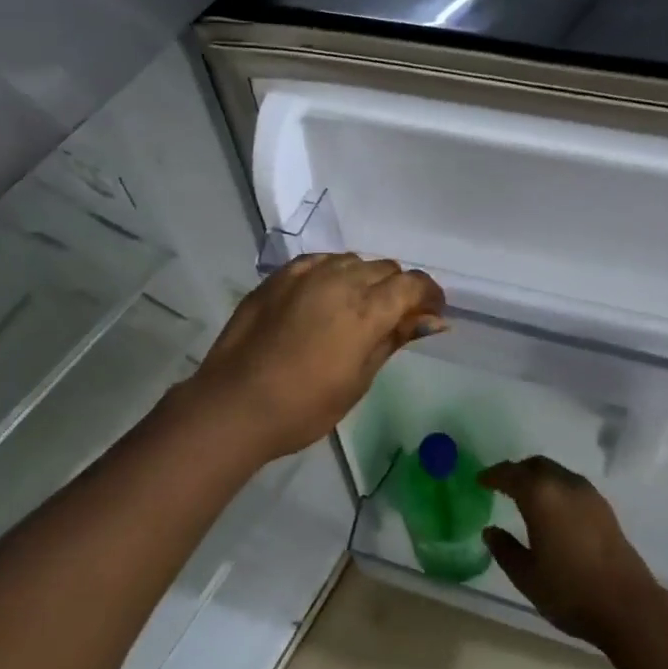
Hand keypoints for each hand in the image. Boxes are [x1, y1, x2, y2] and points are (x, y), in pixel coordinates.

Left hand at [179, 254, 444, 463]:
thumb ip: (395, 339)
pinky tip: (325, 296)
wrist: (234, 404)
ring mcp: (306, 273)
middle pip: (385, 268)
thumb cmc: (304, 407)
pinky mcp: (280, 275)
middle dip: (398, 289)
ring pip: (352, 261)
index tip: (431, 315)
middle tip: (395, 319)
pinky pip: (320, 262)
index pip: (412, 284)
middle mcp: (340, 280)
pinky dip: (333, 273)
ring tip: (357, 308)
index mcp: (366, 309)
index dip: (429, 295)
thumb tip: (433, 320)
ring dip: (365, 279)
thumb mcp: (359, 379)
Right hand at [479, 457, 666, 647]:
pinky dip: (555, 488)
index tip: (480, 480)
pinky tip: (553, 510)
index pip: (510, 474)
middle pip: (535, 465)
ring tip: (526, 497)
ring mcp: (588, 493)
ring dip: (537, 477)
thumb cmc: (570, 592)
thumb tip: (490, 531)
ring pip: (555, 472)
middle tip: (501, 485)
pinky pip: (570, 484)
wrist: (628, 607)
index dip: (492, 475)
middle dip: (516, 471)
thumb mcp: (527, 576)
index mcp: (540, 495)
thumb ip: (504, 550)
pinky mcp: (603, 507)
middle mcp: (564, 484)